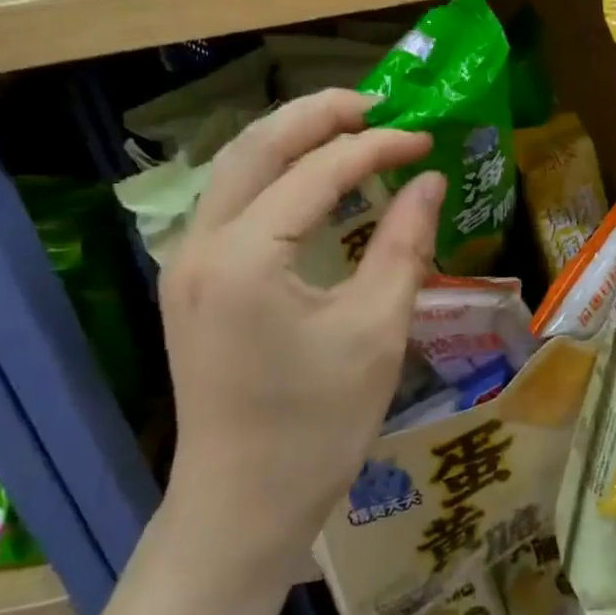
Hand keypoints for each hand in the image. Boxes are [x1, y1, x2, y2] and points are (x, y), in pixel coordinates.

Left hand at [156, 89, 443, 586]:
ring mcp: (185, 262)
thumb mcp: (375, 332)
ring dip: (292, 137)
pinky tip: (312, 178)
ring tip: (350, 126)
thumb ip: (404, 244)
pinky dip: (274, 172)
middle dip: (321, 114)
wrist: (240, 510)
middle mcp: (200, 245)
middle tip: (379, 104)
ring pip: (235, 166)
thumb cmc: (316, 429)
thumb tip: (430, 180)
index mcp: (245, 258)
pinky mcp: (190, 281)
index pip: (318, 171)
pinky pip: (231, 200)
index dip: (377, 146)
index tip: (425, 139)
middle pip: (258, 145)